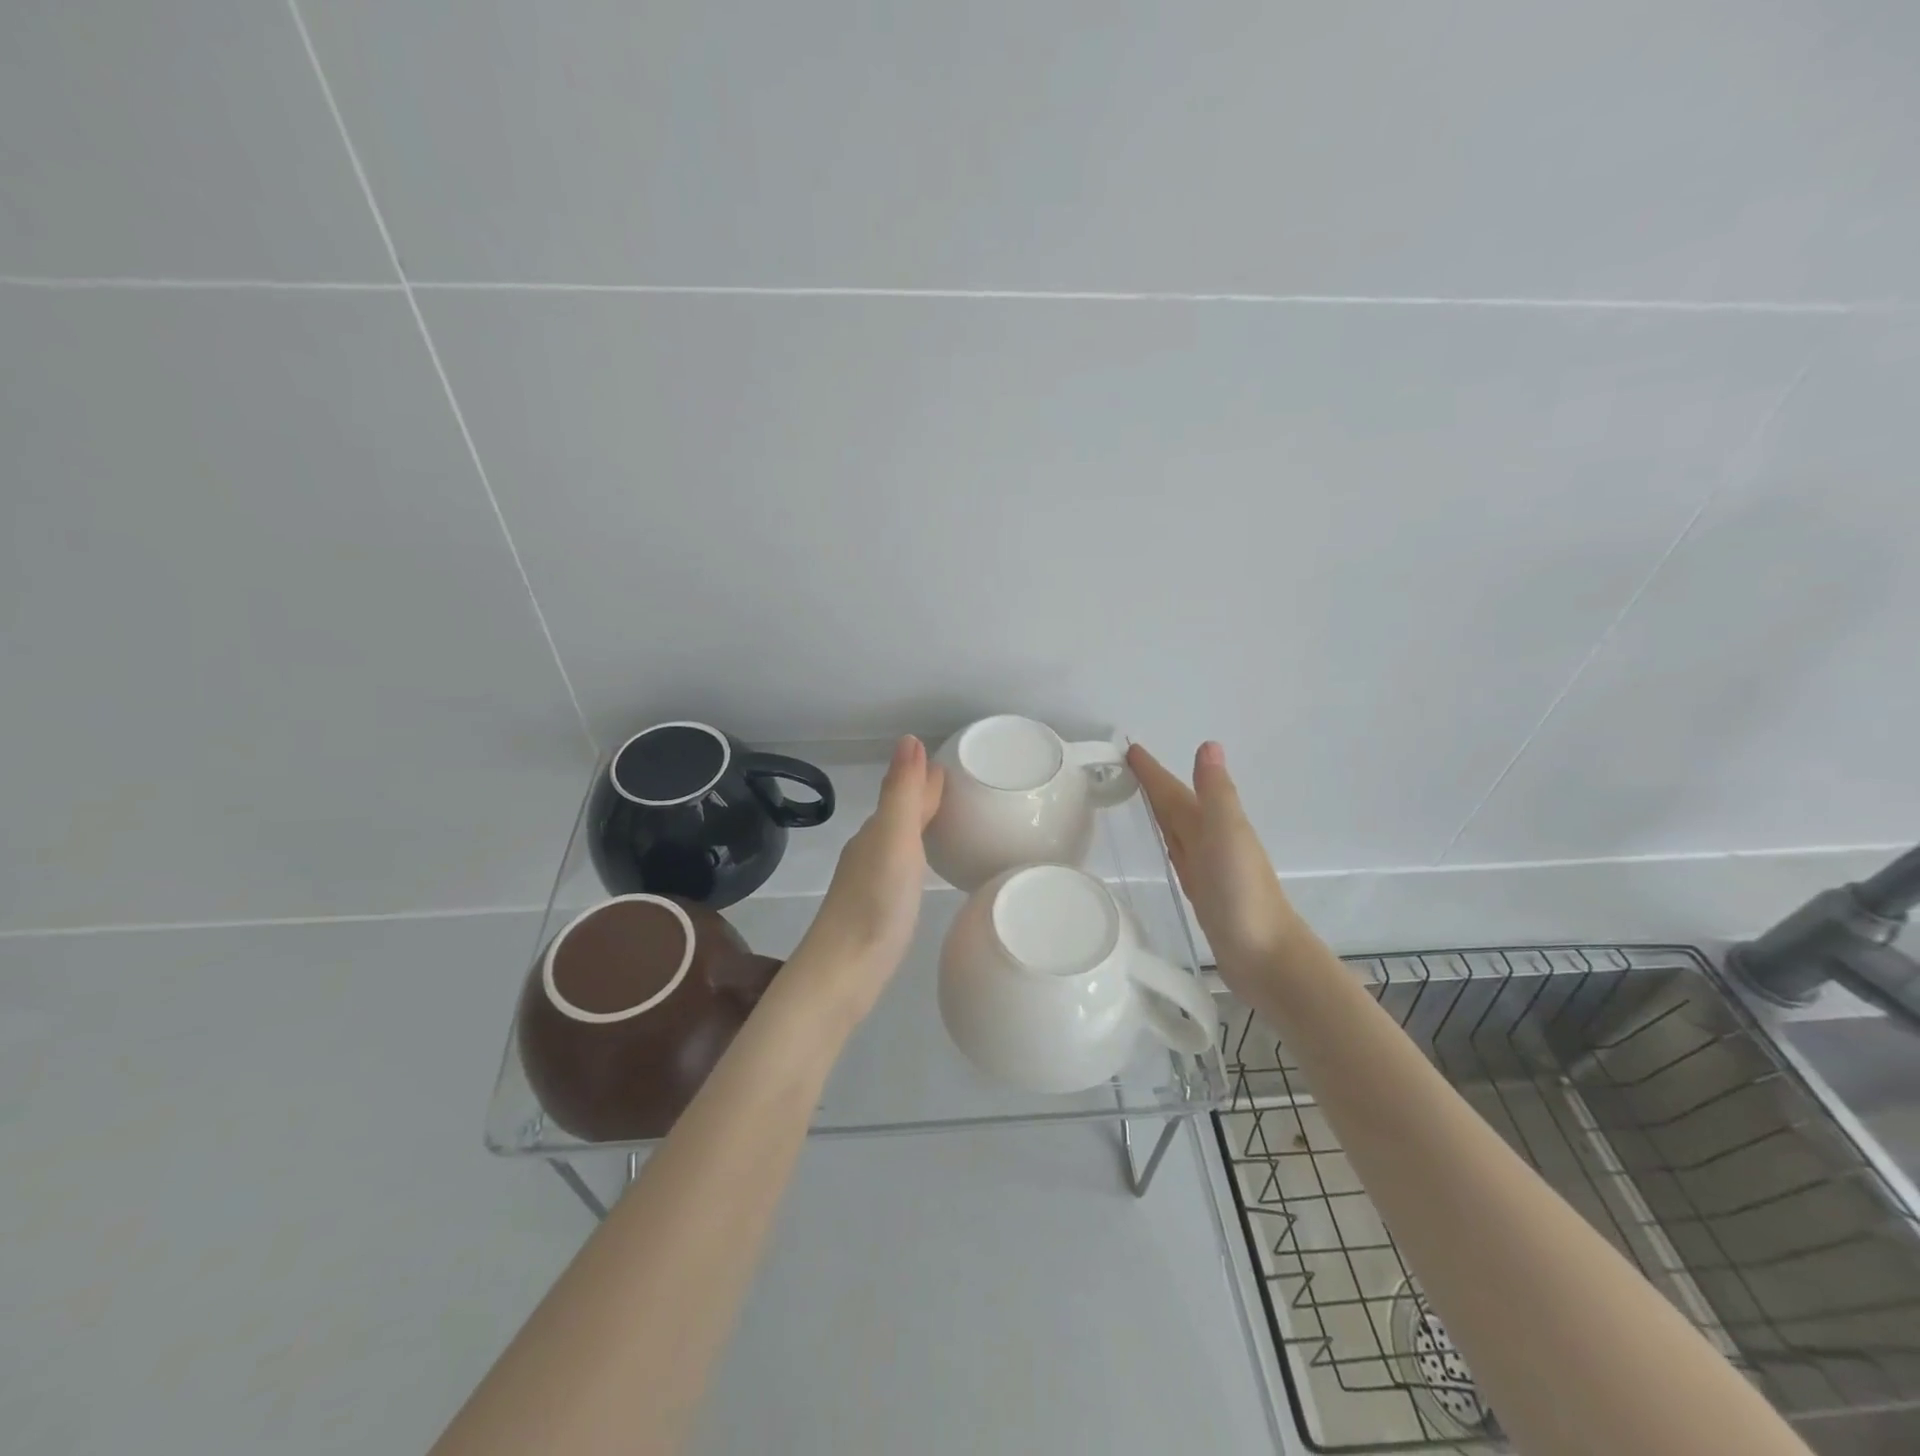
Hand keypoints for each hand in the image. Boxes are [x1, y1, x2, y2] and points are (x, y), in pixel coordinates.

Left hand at [792, 735, 944, 1022]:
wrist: (841, 973)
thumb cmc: (875, 905)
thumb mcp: (895, 842)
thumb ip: (902, 793)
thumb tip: (909, 738)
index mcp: (877, 831)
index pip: (907, 791)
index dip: (929, 776)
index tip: (961, 763)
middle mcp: (870, 849)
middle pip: (902, 812)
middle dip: (927, 796)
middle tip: (966, 788)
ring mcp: (870, 880)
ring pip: (899, 839)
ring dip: (921, 824)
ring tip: (952, 819)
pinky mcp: (875, 907)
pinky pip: (901, 865)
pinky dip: (916, 854)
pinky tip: (923, 867)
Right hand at [1128, 741, 1305, 988]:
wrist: (1265, 956)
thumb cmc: (1243, 893)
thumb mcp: (1227, 835)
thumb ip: (1216, 793)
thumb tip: (1209, 743)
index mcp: (1214, 823)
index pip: (1175, 790)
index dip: (1153, 771)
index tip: (1129, 748)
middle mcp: (1211, 840)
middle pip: (1176, 805)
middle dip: (1154, 786)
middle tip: (1123, 767)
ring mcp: (1208, 867)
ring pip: (1177, 829)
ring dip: (1160, 811)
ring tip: (1136, 798)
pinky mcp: (1203, 892)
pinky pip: (1179, 856)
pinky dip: (1168, 843)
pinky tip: (1165, 846)